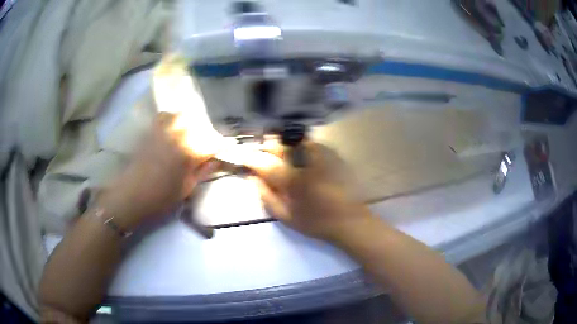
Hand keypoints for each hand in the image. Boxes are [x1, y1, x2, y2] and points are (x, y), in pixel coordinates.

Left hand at [99, 113, 217, 229]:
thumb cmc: (160, 197)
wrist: (131, 195)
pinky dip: (170, 120)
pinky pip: (164, 116)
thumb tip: (214, 161)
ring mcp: (163, 131)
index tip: (221, 151)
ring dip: (189, 125)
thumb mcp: (186, 189)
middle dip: (205, 135)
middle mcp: (178, 136)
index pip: (213, 143)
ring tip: (187, 136)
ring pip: (183, 117)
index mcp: (189, 153)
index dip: (220, 146)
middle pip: (199, 126)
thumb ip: (202, 172)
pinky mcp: (150, 131)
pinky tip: (170, 131)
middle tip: (203, 147)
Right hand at [245, 142, 371, 241]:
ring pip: (294, 140)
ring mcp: (321, 156)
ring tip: (281, 154)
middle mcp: (305, 163)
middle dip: (267, 147)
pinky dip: (300, 146)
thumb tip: (252, 178)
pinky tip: (300, 156)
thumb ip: (266, 196)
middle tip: (264, 155)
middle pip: (280, 145)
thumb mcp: (286, 217)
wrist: (349, 220)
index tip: (245, 157)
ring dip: (284, 144)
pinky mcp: (332, 154)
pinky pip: (310, 143)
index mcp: (293, 181)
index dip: (251, 158)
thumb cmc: (316, 222)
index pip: (265, 163)